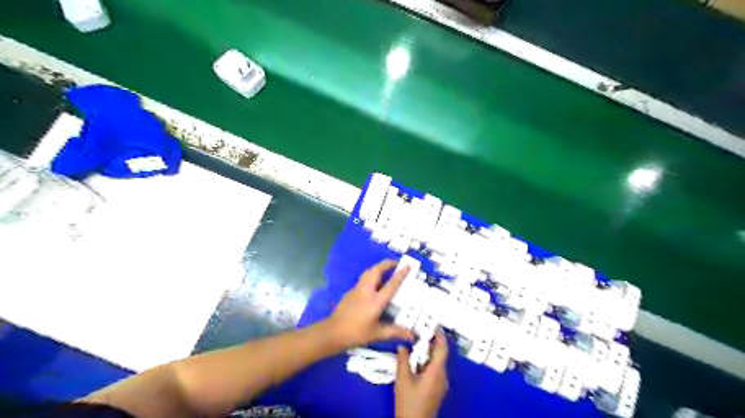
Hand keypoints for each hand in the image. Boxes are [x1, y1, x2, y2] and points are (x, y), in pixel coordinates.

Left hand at [328, 260, 416, 347]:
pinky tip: (375, 284)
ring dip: (378, 268)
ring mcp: (357, 289)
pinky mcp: (351, 291)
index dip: (400, 274)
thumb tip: (412, 336)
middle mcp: (366, 291)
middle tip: (396, 264)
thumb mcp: (378, 334)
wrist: (333, 332)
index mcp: (376, 300)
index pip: (391, 284)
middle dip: (386, 264)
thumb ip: (395, 332)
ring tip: (386, 270)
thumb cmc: (357, 333)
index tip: (408, 265)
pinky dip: (371, 276)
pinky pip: (363, 279)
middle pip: (376, 270)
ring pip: (368, 272)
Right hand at [396, 329, 446, 417]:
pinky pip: (435, 370)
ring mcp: (441, 384)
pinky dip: (427, 362)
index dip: (439, 336)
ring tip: (416, 345)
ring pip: (437, 362)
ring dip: (428, 353)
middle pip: (440, 355)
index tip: (434, 325)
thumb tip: (403, 346)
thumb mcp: (402, 379)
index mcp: (436, 371)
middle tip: (420, 332)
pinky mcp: (437, 390)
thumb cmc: (409, 402)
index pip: (442, 349)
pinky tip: (416, 362)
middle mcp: (442, 376)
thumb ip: (403, 360)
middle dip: (431, 343)